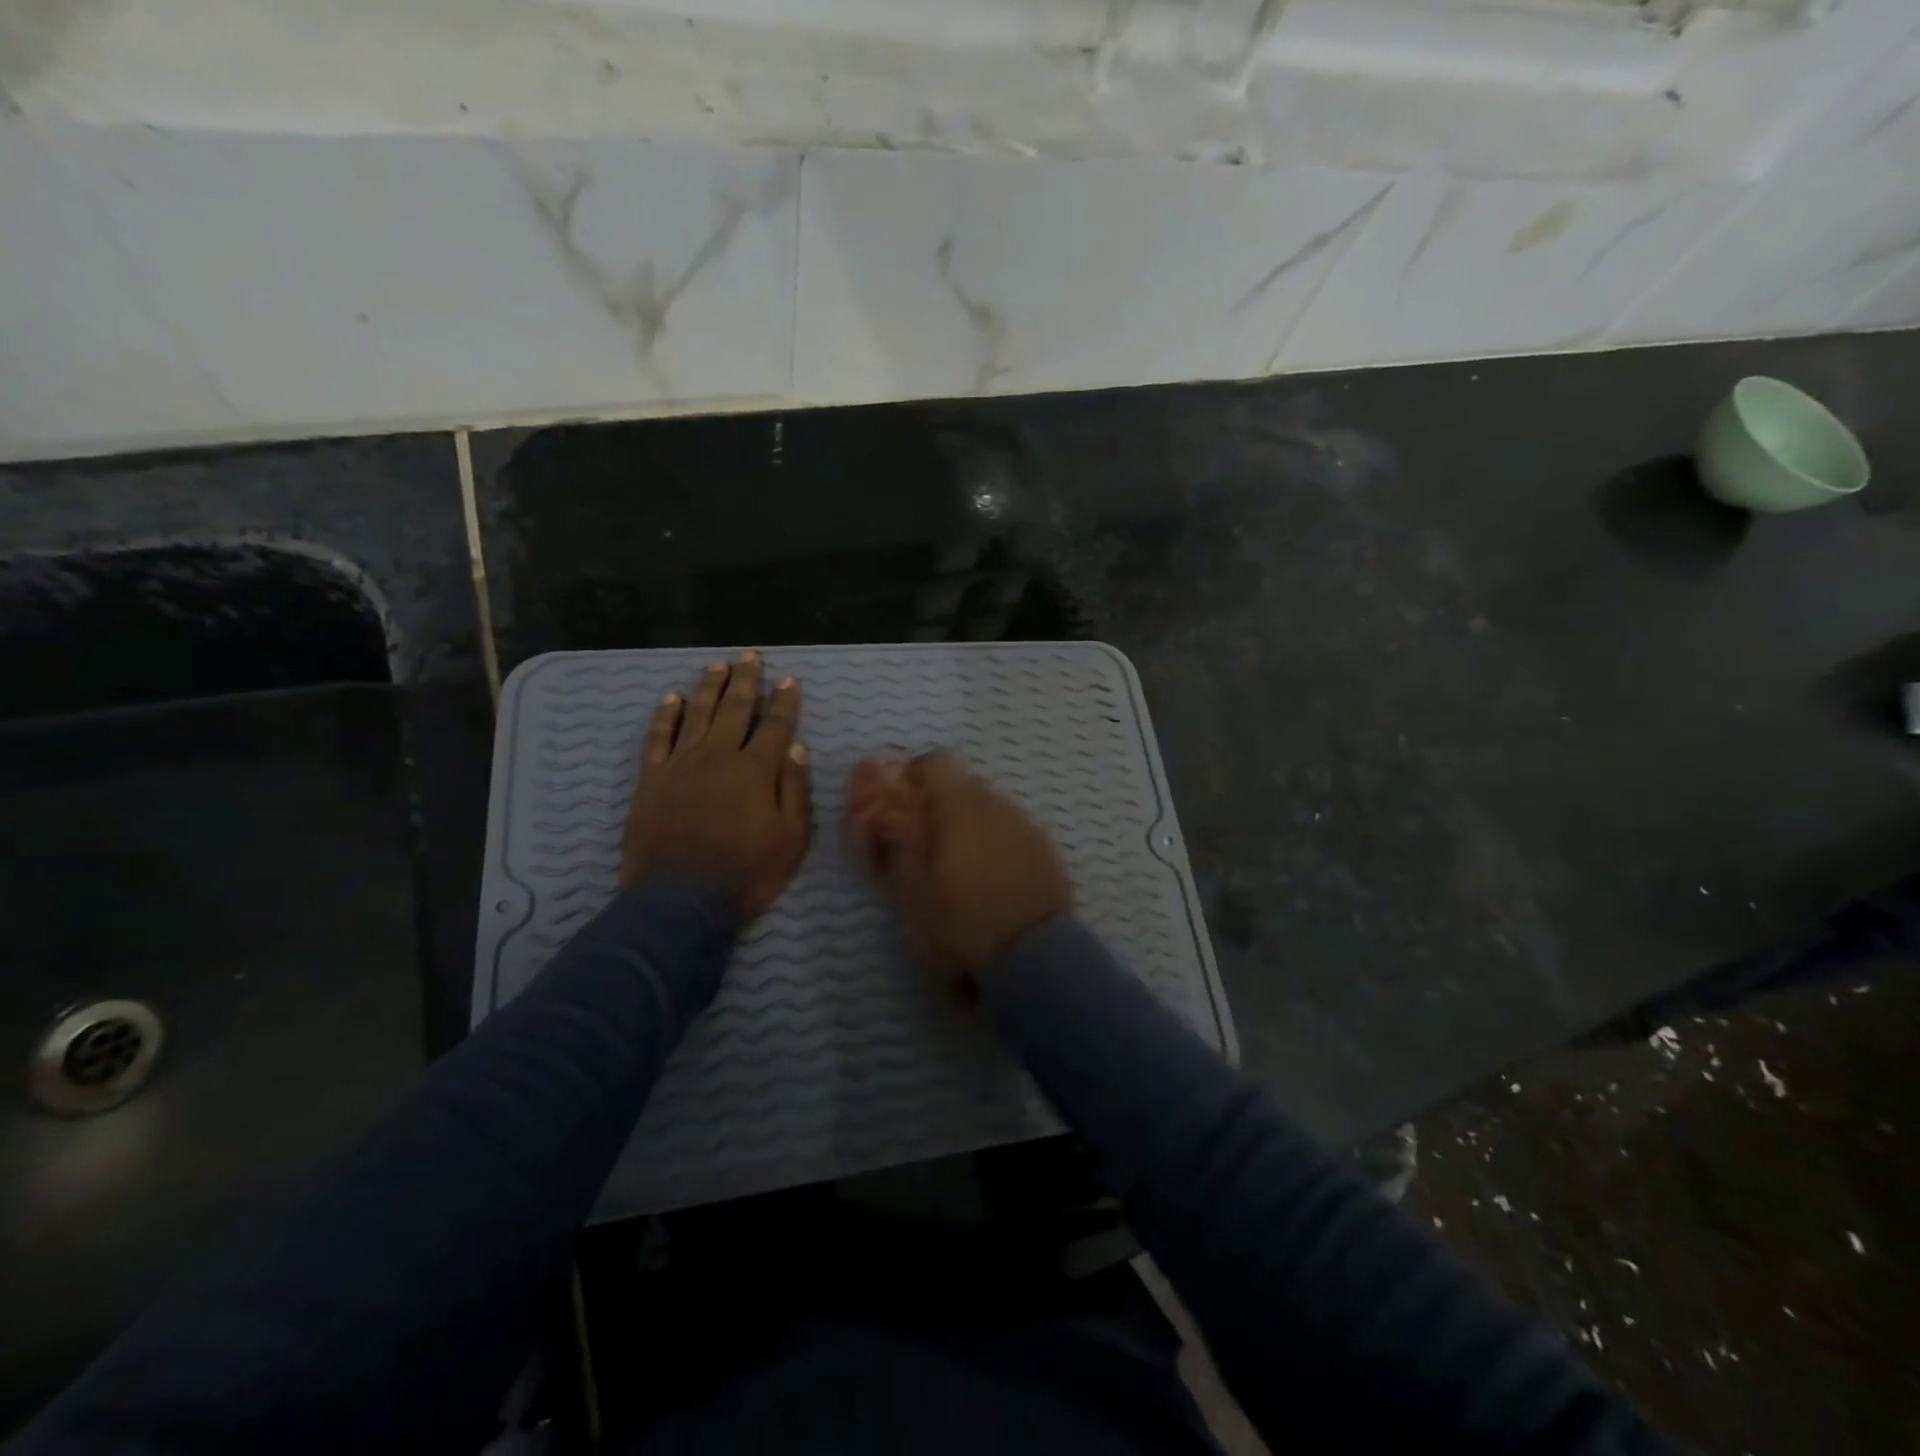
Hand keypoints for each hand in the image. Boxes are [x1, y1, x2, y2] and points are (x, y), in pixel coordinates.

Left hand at [620, 652, 810, 920]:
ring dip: (709, 687)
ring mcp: (681, 764)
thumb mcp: (790, 840)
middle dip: (746, 681)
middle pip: (735, 709)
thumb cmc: (745, 874)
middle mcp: (718, 756)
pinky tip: (671, 698)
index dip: (784, 701)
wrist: (679, 902)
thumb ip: (793, 790)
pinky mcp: (651, 778)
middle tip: (751, 657)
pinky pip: (658, 737)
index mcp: (756, 770)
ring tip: (717, 666)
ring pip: (697, 714)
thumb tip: (795, 747)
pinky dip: (665, 715)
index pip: (775, 725)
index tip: (789, 680)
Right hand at [847, 752, 1070, 989]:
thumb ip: (890, 844)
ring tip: (956, 868)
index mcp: (960, 805)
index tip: (898, 810)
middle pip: (960, 784)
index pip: (932, 762)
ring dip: (965, 824)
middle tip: (921, 845)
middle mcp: (996, 803)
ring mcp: (1025, 824)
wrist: (1035, 957)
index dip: (910, 779)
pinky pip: (1009, 830)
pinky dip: (992, 842)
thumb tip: (870, 815)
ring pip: (986, 807)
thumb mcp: (912, 889)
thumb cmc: (962, 921)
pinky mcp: (1045, 848)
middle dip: (936, 805)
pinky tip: (988, 879)